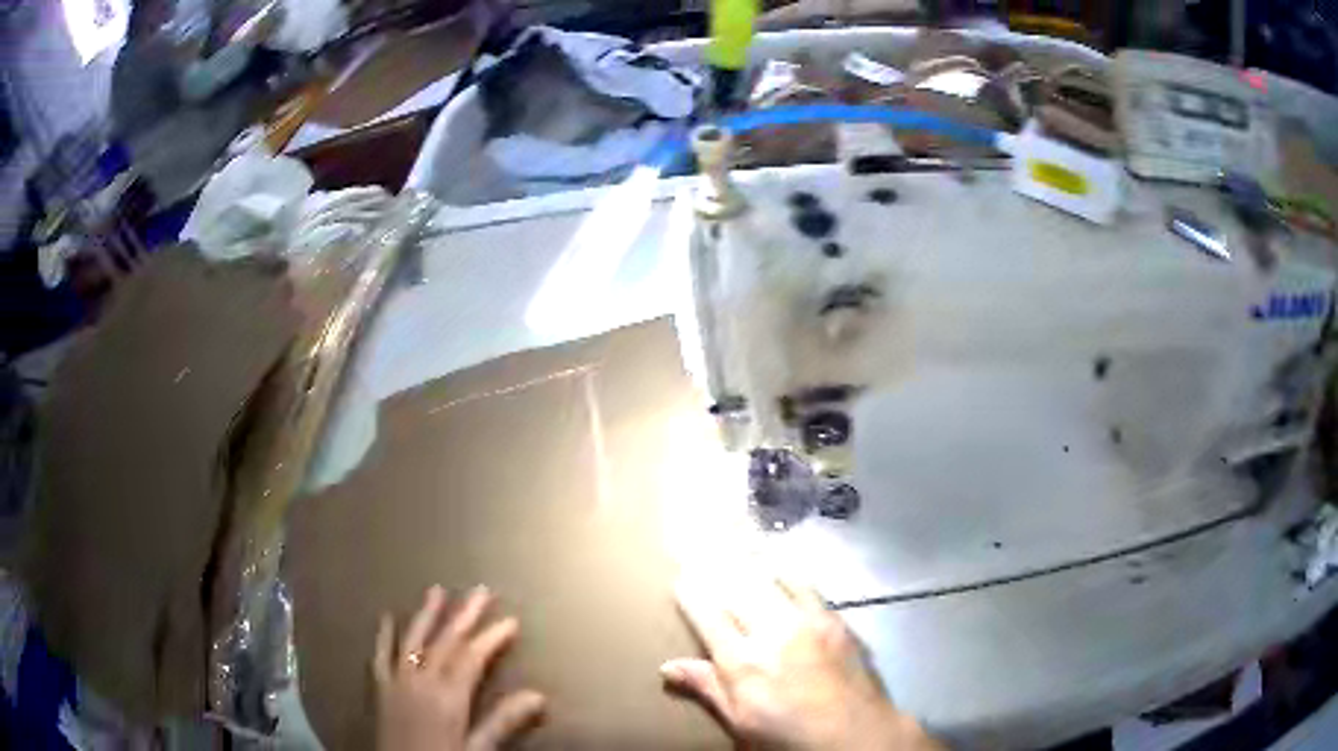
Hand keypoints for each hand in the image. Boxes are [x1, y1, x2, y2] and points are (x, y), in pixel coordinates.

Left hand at [374, 585, 545, 750]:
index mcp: (448, 695)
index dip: (492, 637)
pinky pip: (381, 656)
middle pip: (445, 642)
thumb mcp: (478, 748)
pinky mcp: (381, 688)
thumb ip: (502, 721)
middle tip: (481, 590)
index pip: (472, 657)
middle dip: (465, 615)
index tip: (511, 621)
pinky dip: (385, 636)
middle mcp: (421, 680)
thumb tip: (538, 695)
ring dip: (427, 615)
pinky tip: (387, 617)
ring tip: (437, 590)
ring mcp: (397, 681)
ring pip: (413, 640)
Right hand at [662, 573, 943, 750]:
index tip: (681, 577)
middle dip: (717, 568)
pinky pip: (807, 587)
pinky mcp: (834, 620)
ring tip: (737, 549)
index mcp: (742, 662)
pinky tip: (783, 570)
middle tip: (702, 549)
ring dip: (751, 565)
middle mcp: (772, 633)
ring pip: (770, 581)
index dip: (692, 594)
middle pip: (737, 590)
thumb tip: (667, 666)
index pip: (708, 617)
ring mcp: (806, 622)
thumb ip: (708, 688)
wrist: (855, 733)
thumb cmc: (789, 735)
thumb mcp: (740, 722)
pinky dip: (789, 576)